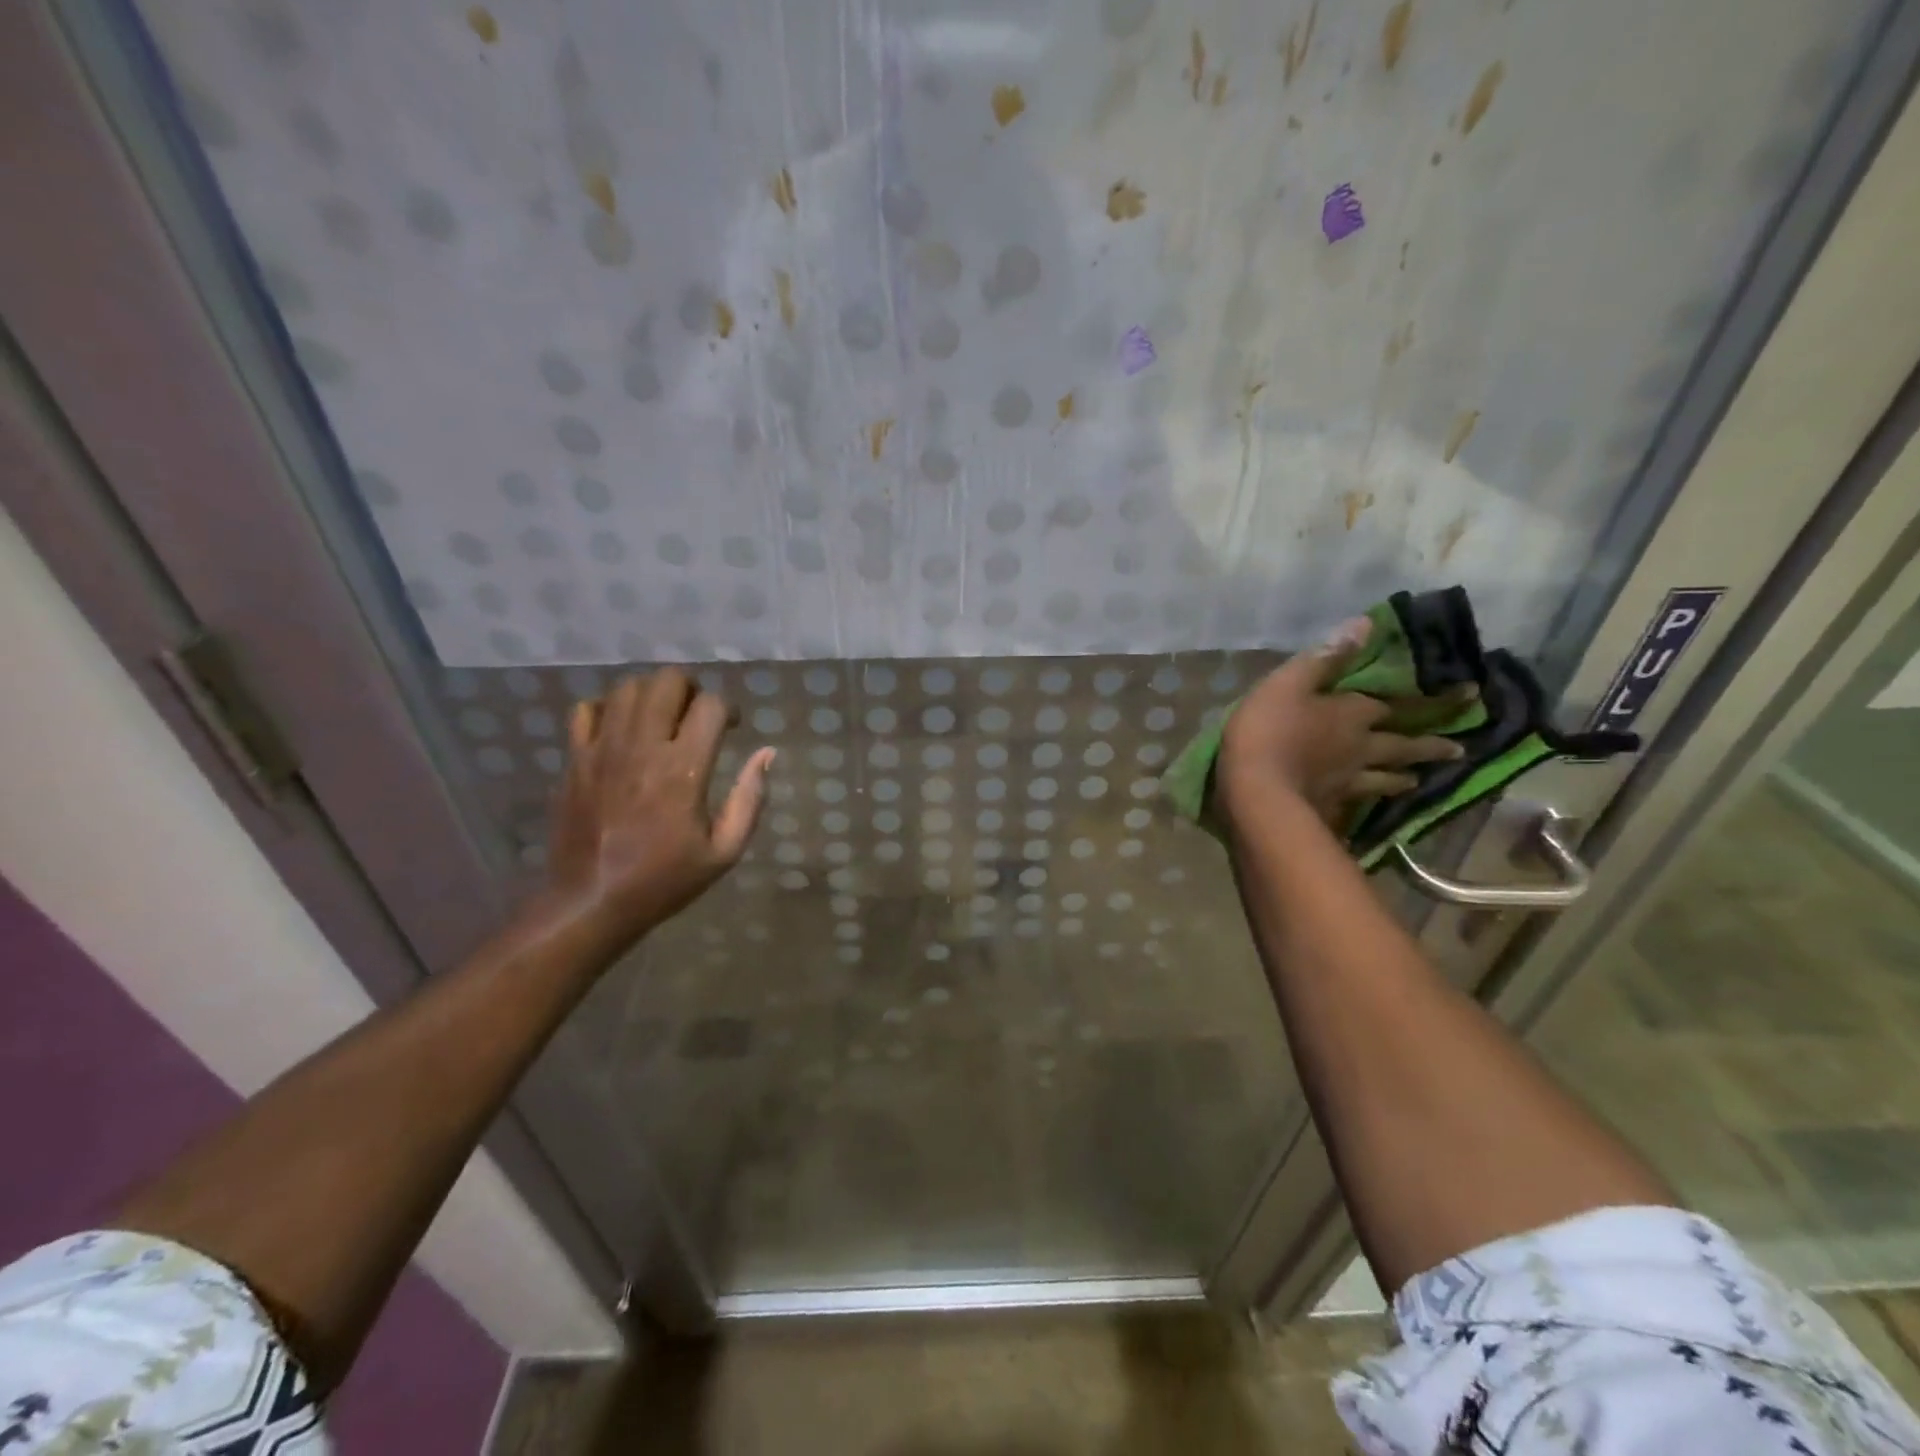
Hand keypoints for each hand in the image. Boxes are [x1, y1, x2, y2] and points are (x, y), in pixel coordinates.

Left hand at [543, 667, 773, 949]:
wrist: (591, 901)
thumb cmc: (664, 879)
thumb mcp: (724, 851)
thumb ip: (750, 798)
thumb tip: (767, 753)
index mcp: (684, 770)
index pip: (711, 705)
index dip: (729, 709)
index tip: (732, 728)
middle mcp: (643, 748)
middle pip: (667, 681)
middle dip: (691, 689)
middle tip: (696, 715)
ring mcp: (603, 749)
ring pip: (628, 687)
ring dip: (652, 694)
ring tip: (661, 719)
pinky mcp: (575, 759)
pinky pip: (586, 709)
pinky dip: (608, 708)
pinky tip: (621, 730)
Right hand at [1218, 617, 1466, 828]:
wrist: (1256, 793)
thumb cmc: (1268, 730)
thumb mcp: (1288, 683)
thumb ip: (1325, 657)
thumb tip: (1367, 624)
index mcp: (1352, 713)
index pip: (1398, 704)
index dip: (1431, 699)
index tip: (1469, 696)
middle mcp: (1360, 747)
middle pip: (1401, 746)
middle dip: (1429, 746)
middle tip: (1458, 750)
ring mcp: (1348, 781)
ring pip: (1385, 778)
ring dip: (1403, 778)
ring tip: (1416, 780)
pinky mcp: (1331, 806)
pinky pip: (1359, 802)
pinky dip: (1369, 803)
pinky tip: (1371, 806)